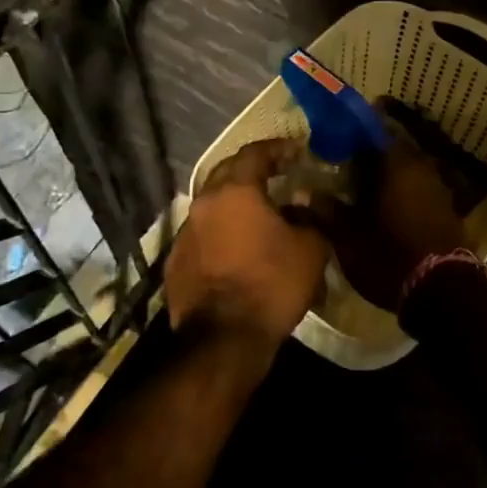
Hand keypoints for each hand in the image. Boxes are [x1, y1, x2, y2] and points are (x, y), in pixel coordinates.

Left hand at [166, 138, 329, 352]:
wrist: (224, 339)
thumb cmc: (272, 285)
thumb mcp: (310, 249)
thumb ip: (310, 217)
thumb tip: (302, 204)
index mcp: (235, 191)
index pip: (255, 153)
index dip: (278, 148)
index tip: (296, 150)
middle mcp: (204, 204)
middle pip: (227, 173)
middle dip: (252, 169)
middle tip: (276, 174)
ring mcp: (185, 234)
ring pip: (212, 205)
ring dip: (234, 203)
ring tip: (258, 213)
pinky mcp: (176, 262)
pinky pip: (203, 235)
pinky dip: (221, 233)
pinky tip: (237, 247)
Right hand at [317, 128, 466, 311]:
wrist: (442, 292)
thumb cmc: (389, 256)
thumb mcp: (348, 237)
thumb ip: (324, 211)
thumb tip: (299, 195)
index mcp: (397, 163)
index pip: (373, 131)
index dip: (351, 133)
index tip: (332, 139)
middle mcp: (421, 167)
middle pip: (390, 151)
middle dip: (367, 157)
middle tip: (342, 166)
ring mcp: (438, 189)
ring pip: (405, 171)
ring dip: (384, 177)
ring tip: (359, 189)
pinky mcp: (446, 211)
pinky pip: (417, 190)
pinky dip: (400, 193)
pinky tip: (383, 208)